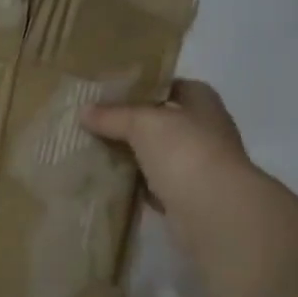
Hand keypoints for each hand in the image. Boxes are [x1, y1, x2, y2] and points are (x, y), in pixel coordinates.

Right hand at [83, 80, 258, 237]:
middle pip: (161, 121)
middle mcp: (205, 130)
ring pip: (157, 154)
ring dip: (132, 155)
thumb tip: (84, 111)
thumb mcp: (142, 123)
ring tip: (93, 149)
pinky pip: (155, 184)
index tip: (109, 92)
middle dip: (130, 123)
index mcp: (202, 101)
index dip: (141, 86)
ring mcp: (199, 165)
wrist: (214, 211)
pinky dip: (136, 184)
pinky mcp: (189, 197)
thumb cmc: (185, 151)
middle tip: (93, 121)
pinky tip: (110, 180)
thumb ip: (113, 115)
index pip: (169, 85)